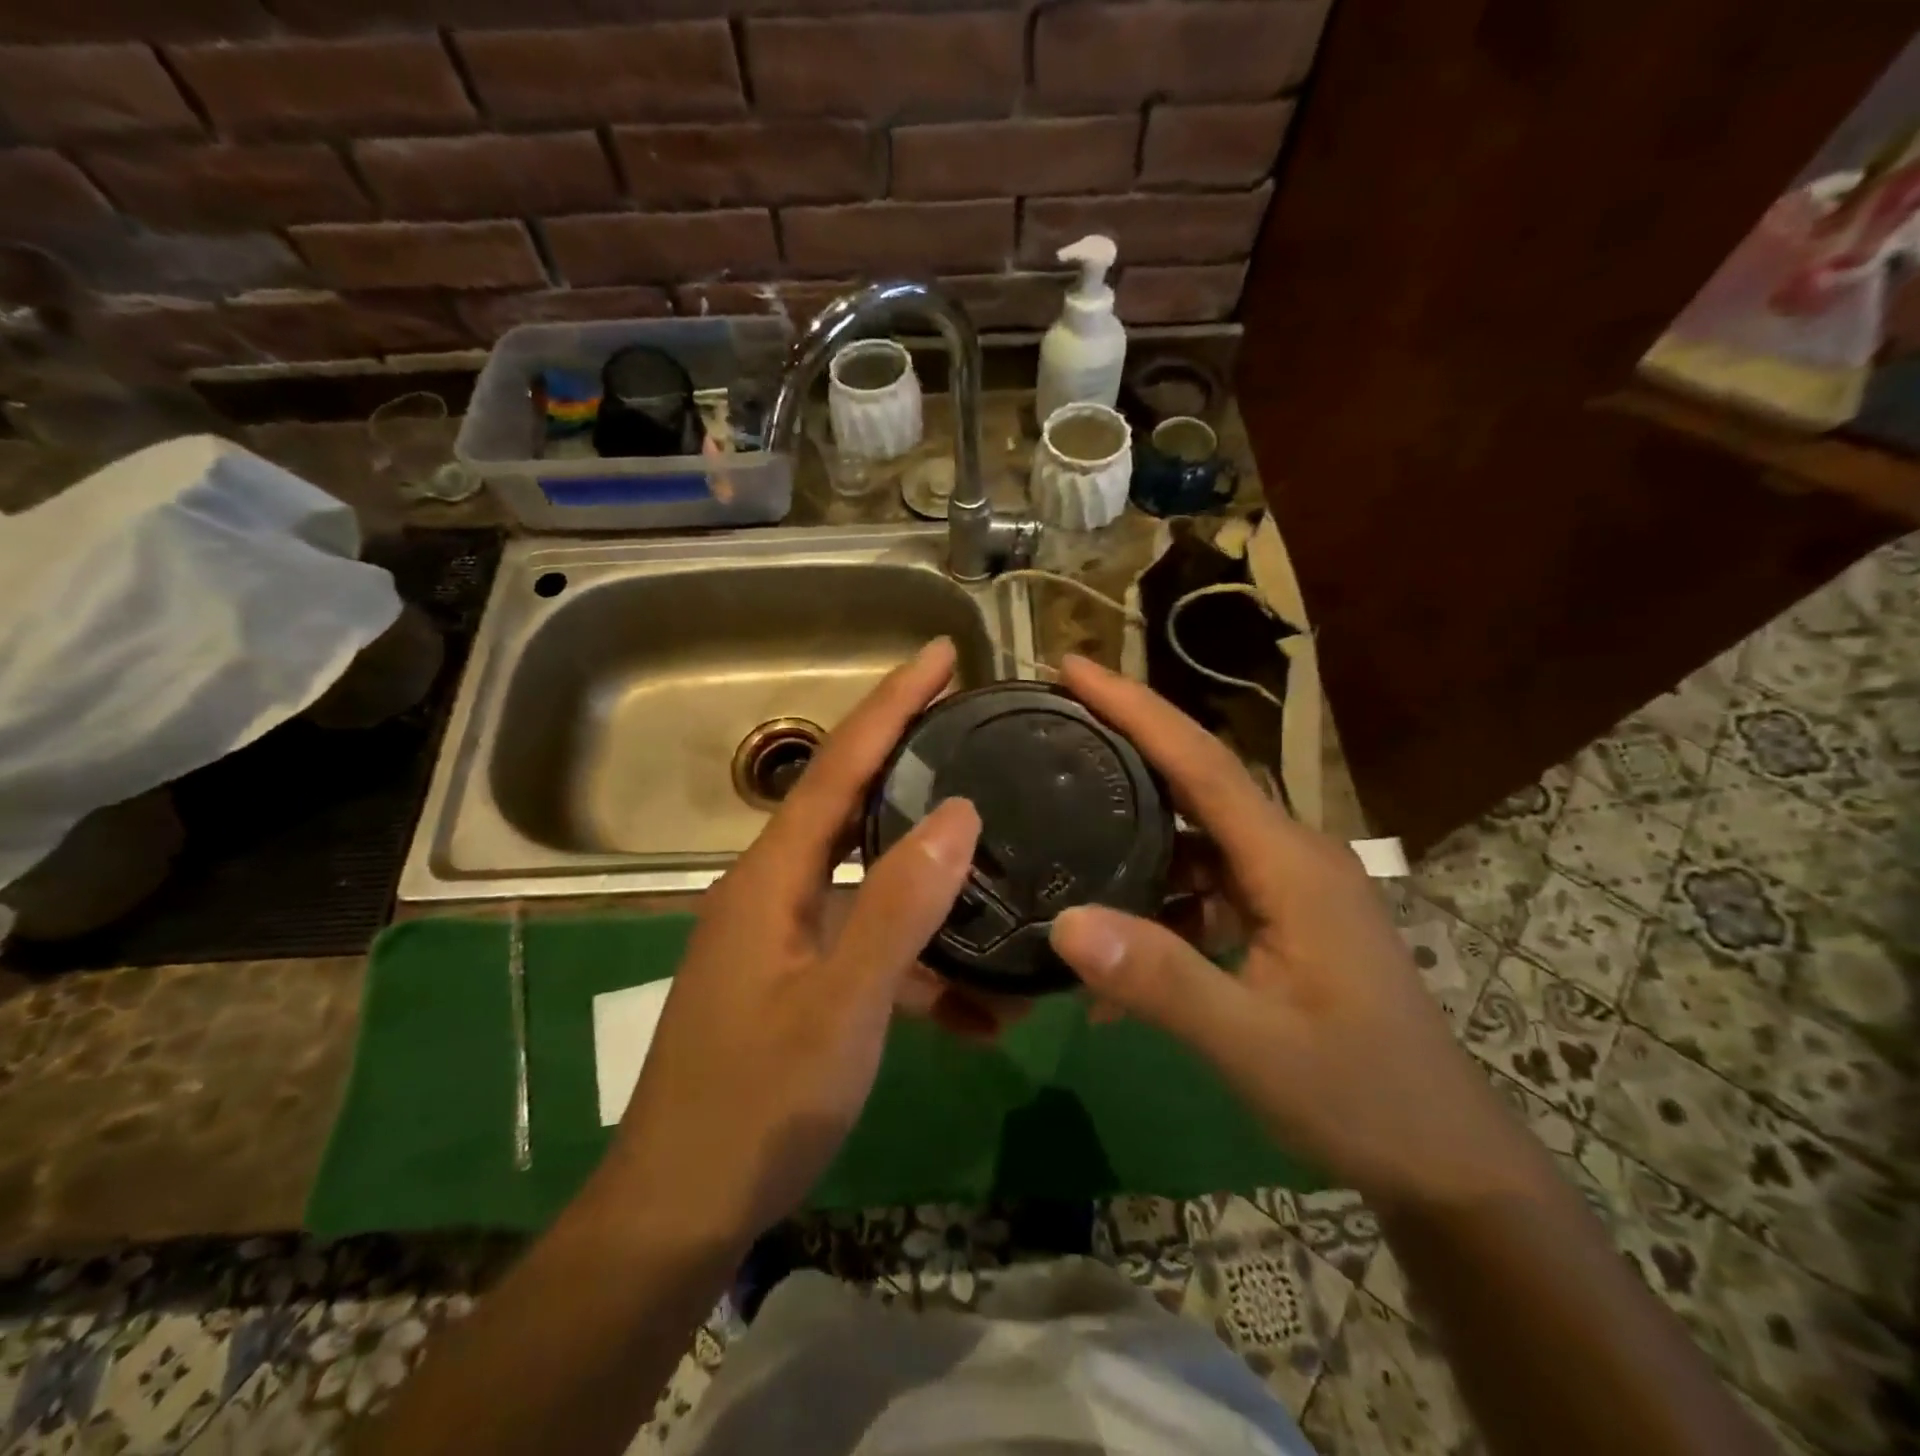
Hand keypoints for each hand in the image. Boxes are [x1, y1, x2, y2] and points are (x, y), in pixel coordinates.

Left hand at [601, 638, 980, 1248]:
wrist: (680, 1212)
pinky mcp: (795, 980)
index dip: (891, 704)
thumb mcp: (840, 1007)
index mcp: (772, 877)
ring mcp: (783, 937)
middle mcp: (773, 889)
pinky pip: (867, 948)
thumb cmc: (754, 1106)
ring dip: (930, 882)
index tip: (942, 654)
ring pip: (868, 880)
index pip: (839, 765)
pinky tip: (975, 1011)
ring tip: (999, 868)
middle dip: (909, 760)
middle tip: (974, 728)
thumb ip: (898, 907)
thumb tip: (960, 814)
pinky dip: (917, 965)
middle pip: (851, 804)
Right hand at [1047, 656, 1548, 1210]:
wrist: (1442, 1158)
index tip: (1073, 666)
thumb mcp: (1253, 1045)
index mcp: (1290, 862)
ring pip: (1195, 835)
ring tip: (1064, 825)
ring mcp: (1288, 886)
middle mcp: (1290, 854)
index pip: (1202, 763)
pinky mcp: (1281, 916)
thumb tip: (1065, 922)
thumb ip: (1162, 982)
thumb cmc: (1360, 1095)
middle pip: (1196, 780)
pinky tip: (1120, 949)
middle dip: (1126, 744)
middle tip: (1052, 724)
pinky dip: (1160, 901)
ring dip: (1135, 833)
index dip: (1136, 708)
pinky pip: (1206, 885)